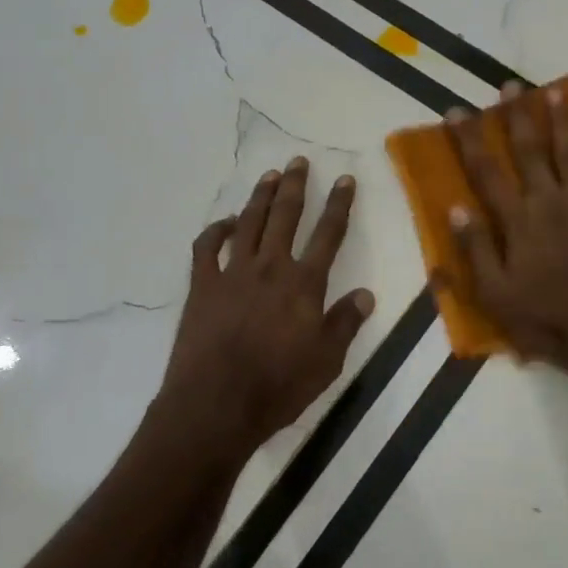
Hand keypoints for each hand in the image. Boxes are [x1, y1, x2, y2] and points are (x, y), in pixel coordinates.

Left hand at [158, 158, 374, 457]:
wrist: (215, 405)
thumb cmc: (278, 387)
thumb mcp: (327, 361)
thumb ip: (346, 323)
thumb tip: (366, 293)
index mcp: (304, 284)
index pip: (328, 234)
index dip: (339, 204)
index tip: (345, 178)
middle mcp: (270, 267)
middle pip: (285, 216)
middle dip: (295, 186)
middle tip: (298, 161)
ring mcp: (232, 273)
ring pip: (249, 223)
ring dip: (260, 197)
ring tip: (269, 175)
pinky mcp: (202, 286)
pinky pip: (206, 248)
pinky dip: (216, 230)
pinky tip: (225, 223)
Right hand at [445, 83, 567, 383]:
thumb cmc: (543, 320)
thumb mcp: (494, 294)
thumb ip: (475, 249)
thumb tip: (455, 208)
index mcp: (517, 221)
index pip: (486, 171)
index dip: (470, 139)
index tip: (458, 111)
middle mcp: (549, 202)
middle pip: (530, 150)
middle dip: (518, 115)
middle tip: (510, 86)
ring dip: (563, 119)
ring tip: (555, 91)